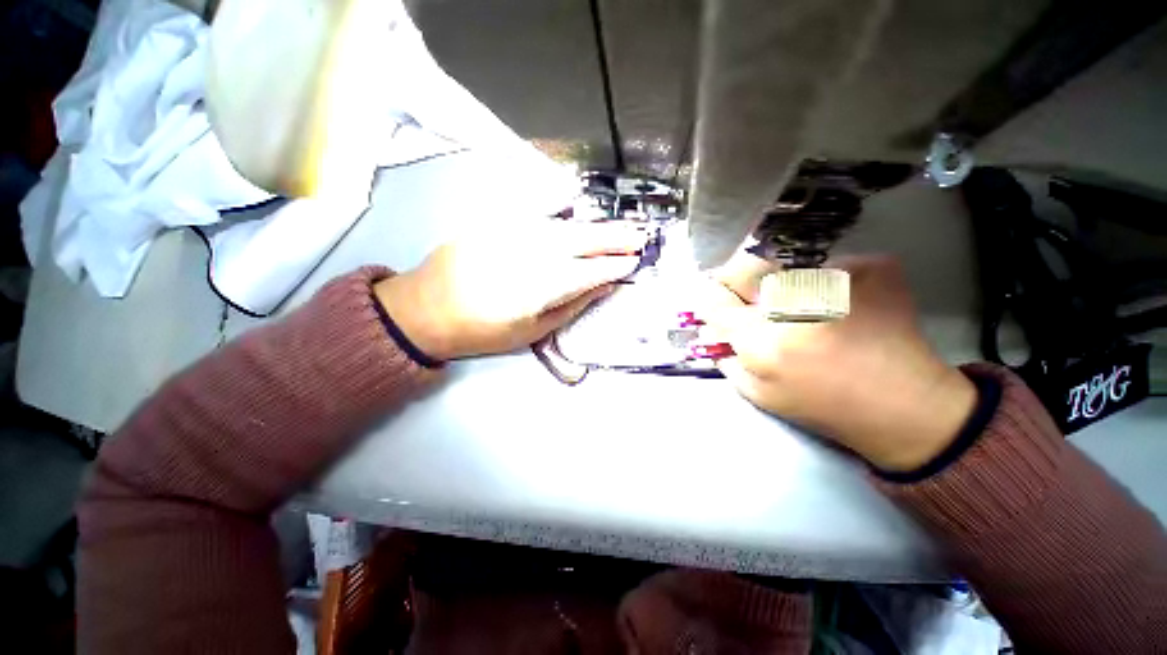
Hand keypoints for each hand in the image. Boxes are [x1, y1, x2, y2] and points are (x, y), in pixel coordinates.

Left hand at [374, 222, 647, 359]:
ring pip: (565, 225)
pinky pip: (536, 211)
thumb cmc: (483, 329)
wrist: (427, 308)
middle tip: (640, 236)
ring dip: (595, 226)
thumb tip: (602, 287)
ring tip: (618, 228)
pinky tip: (575, 201)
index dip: (615, 266)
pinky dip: (560, 206)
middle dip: (615, 238)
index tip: (634, 263)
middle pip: (583, 241)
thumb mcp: (532, 331)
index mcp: (541, 287)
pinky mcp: (497, 223)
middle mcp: (532, 254)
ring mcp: (513, 234)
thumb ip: (571, 306)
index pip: (590, 271)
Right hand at [705, 254, 976, 471]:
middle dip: (740, 280)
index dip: (714, 298)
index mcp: (765, 342)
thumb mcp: (761, 395)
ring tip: (807, 309)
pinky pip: (826, 262)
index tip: (722, 303)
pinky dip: (825, 280)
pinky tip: (842, 306)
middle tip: (757, 298)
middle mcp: (797, 305)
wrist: (907, 406)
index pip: (716, 299)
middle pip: (745, 267)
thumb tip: (709, 329)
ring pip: (784, 263)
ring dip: (784, 282)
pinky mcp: (873, 268)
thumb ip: (727, 359)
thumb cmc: (825, 407)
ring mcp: (840, 280)